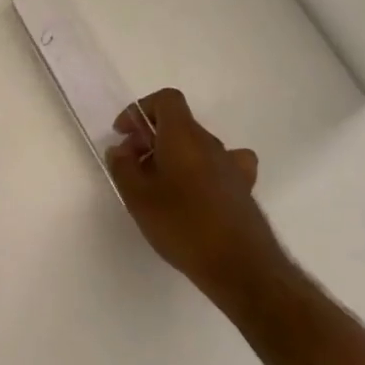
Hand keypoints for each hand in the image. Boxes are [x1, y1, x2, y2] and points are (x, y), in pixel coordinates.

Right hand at [106, 88, 284, 306]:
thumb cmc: (182, 224)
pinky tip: (194, 192)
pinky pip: (219, 166)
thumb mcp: (137, 197)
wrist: (239, 265)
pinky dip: (202, 170)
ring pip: (196, 145)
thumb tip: (121, 149)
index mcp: (183, 136)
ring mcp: (231, 165)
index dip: (141, 110)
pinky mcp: (242, 188)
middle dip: (151, 137)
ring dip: (173, 155)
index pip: (166, 100)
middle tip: (132, 165)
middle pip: (179, 123)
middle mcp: (210, 143)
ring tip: (158, 184)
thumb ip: (123, 167)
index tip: (125, 135)